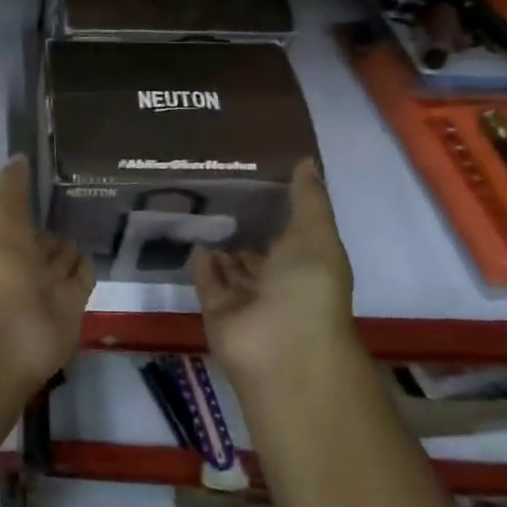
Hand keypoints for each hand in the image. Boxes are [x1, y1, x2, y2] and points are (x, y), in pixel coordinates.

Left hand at [0, 157, 94, 389]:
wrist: (10, 328)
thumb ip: (11, 185)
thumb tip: (20, 156)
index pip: (13, 218)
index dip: (24, 202)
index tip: (45, 180)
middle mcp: (18, 264)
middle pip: (37, 241)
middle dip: (50, 225)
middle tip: (74, 199)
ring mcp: (44, 288)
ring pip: (60, 260)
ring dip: (69, 245)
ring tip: (89, 217)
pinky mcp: (70, 307)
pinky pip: (80, 281)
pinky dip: (86, 267)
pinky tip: (96, 247)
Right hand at [192, 159, 356, 385]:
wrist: (282, 347)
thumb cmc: (308, 288)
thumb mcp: (316, 235)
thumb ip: (308, 199)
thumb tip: (306, 159)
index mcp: (308, 266)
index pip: (291, 236)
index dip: (278, 213)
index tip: (256, 181)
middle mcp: (278, 284)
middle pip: (259, 255)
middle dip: (245, 231)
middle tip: (218, 194)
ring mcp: (246, 301)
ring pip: (231, 269)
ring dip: (221, 246)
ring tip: (198, 209)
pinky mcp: (217, 311)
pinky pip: (207, 282)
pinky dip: (201, 264)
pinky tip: (191, 237)